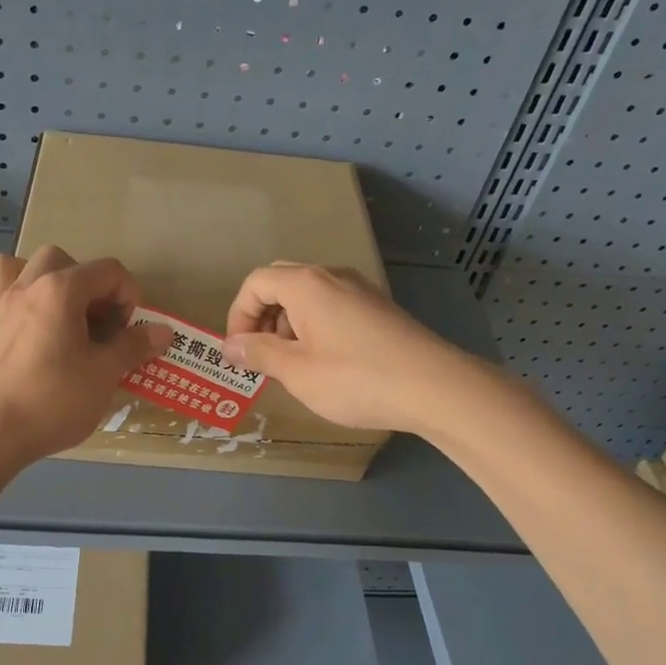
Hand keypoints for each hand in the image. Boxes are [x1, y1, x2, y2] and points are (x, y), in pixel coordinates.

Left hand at [0, 246, 171, 467]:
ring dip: (22, 278)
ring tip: (40, 306)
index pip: (107, 270)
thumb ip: (134, 346)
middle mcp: (22, 289)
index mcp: (60, 291)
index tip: (129, 330)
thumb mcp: (105, 375)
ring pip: (1, 267)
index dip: (127, 295)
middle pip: (55, 258)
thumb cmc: (55, 401)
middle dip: (80, 280)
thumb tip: (163, 331)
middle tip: (91, 319)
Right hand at [224, 263, 472, 434]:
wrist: (435, 387)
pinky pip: (334, 307)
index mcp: (306, 284)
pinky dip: (316, 327)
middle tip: (263, 357)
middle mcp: (332, 277)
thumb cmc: (356, 379)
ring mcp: (360, 290)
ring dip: (289, 324)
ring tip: (294, 366)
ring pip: (309, 296)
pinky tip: (327, 364)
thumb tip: (230, 346)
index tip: (240, 352)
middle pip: (281, 283)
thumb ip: (259, 354)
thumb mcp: (297, 372)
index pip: (256, 283)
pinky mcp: (379, 308)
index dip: (238, 315)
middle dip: (262, 318)